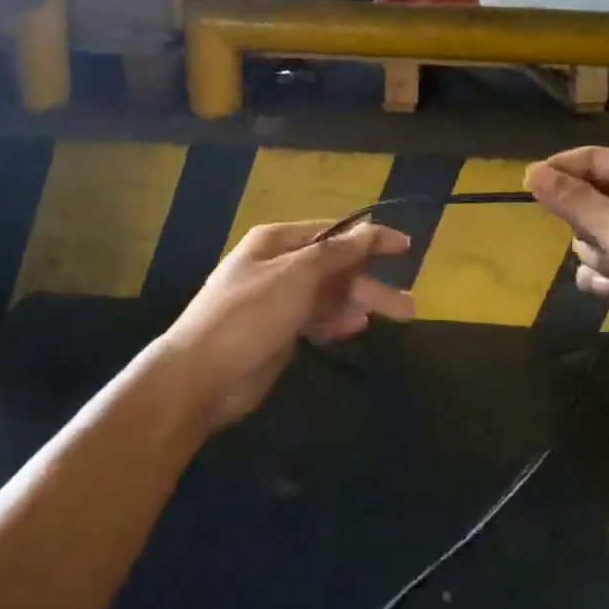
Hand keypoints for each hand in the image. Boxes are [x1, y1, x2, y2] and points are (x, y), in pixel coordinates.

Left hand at [156, 220, 414, 429]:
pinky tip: (356, 328)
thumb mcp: (295, 276)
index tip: (405, 247)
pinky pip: (316, 319)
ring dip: (360, 304)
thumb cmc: (248, 316)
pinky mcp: (278, 332)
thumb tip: (368, 230)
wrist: (199, 377)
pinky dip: (336, 321)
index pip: (333, 233)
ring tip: (399, 318)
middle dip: (370, 283)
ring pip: (329, 296)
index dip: (370, 238)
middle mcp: (278, 266)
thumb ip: (336, 254)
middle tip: (410, 305)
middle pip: (335, 268)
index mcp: (277, 242)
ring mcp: (278, 300)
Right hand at [526, 147, 608, 391]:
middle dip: (584, 226)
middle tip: (604, 243)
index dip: (559, 170)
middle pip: (586, 201)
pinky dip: (601, 281)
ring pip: (590, 239)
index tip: (527, 188)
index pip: (593, 160)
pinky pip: (601, 269)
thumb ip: (577, 203)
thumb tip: (531, 172)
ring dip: (595, 259)